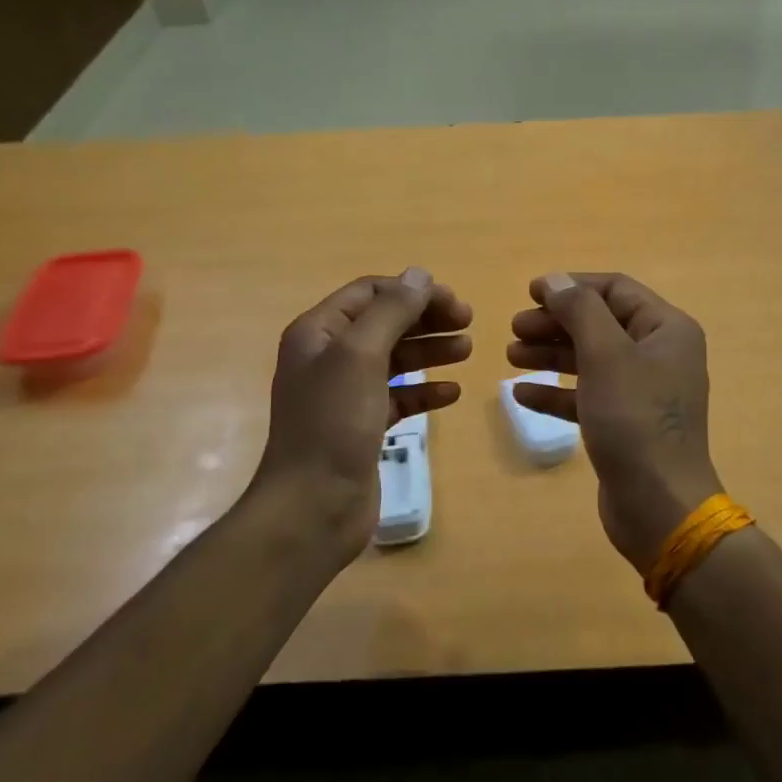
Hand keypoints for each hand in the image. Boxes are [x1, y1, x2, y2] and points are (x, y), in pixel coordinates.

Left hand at [255, 268, 471, 560]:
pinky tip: (452, 393)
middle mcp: (329, 357)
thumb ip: (392, 311)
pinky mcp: (363, 426)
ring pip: (395, 359)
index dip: (412, 291)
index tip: (454, 302)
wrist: (312, 507)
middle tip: (469, 323)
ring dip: (430, 351)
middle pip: (385, 323)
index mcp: (319, 332)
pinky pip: (399, 397)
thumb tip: (420, 274)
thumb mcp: (361, 355)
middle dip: (426, 319)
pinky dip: (424, 390)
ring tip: (468, 351)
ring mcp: (346, 394)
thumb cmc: (333, 423)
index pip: (370, 293)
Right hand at [507, 273, 721, 572]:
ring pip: (590, 360)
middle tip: (515, 328)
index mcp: (667, 329)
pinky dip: (556, 392)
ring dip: (550, 355)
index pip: (616, 290)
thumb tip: (556, 281)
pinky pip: (587, 396)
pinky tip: (521, 395)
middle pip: (600, 324)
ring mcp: (642, 392)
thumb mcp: (606, 355)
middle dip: (556, 323)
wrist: (659, 507)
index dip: (572, 286)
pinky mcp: (625, 425)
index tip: (530, 292)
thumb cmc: (634, 420)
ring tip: (510, 356)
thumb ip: (580, 311)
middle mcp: (659, 355)